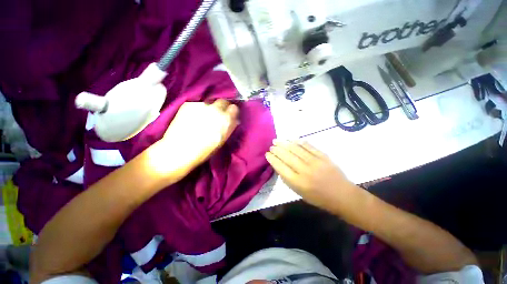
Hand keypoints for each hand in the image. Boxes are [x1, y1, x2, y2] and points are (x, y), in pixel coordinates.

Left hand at [149, 100, 238, 181]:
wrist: (179, 150)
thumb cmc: (205, 150)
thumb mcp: (222, 140)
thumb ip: (229, 127)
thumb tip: (233, 119)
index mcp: (226, 119)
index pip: (234, 108)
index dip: (230, 112)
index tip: (228, 115)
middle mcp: (215, 109)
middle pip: (222, 101)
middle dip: (221, 107)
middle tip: (215, 116)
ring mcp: (201, 105)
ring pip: (209, 103)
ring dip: (208, 109)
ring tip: (201, 119)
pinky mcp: (188, 105)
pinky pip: (197, 105)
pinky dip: (197, 110)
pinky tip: (191, 119)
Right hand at [266, 140, 355, 208]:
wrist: (342, 195)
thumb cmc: (318, 198)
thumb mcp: (299, 193)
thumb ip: (288, 179)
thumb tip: (279, 165)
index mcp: (298, 182)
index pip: (280, 167)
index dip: (272, 159)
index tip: (267, 154)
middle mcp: (305, 171)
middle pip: (287, 156)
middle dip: (277, 149)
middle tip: (272, 145)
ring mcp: (315, 162)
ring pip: (296, 149)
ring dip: (285, 143)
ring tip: (278, 140)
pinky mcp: (323, 156)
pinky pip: (309, 146)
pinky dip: (299, 142)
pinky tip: (292, 139)